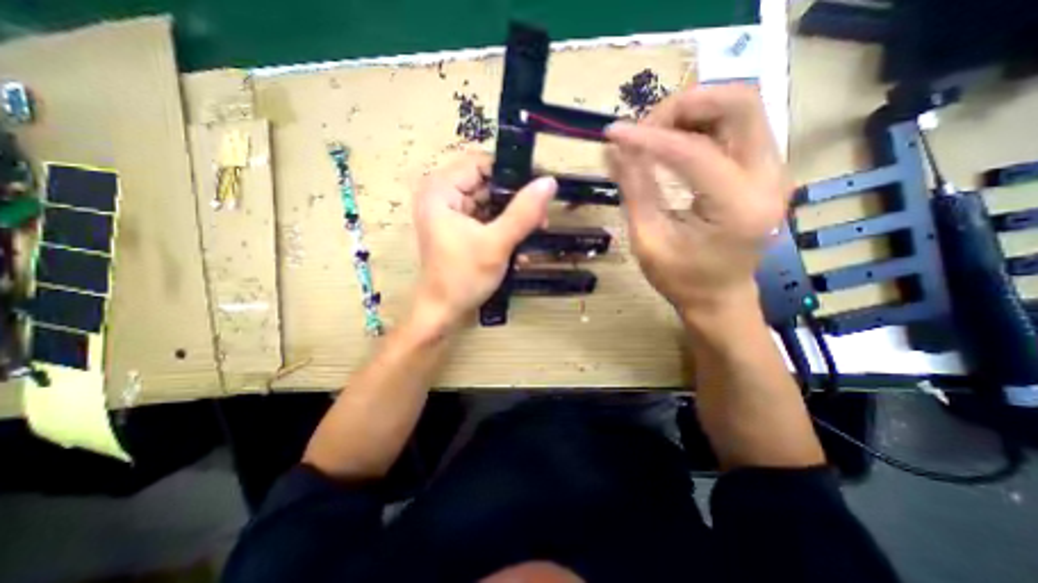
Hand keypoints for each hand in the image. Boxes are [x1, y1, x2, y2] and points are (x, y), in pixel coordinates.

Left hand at [410, 149, 555, 331]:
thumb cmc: (463, 278)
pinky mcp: (459, 227)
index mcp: (441, 190)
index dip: (512, 173)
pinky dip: (503, 228)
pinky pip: (486, 217)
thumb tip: (549, 182)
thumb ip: (523, 212)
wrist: (442, 311)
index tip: (539, 188)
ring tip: (536, 231)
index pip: (482, 163)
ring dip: (513, 216)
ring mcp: (450, 212)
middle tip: (541, 217)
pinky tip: (519, 244)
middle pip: (487, 183)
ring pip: (489, 201)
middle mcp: (442, 195)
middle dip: (515, 200)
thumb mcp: (496, 243)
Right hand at [605, 84, 791, 324]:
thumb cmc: (681, 279)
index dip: (648, 138)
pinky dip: (702, 122)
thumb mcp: (648, 240)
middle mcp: (769, 179)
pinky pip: (738, 125)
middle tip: (645, 128)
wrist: (719, 297)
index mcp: (738, 207)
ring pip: (741, 106)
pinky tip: (674, 142)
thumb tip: (613, 150)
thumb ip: (634, 190)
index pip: (693, 151)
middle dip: (684, 106)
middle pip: (740, 103)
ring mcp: (773, 170)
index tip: (613, 134)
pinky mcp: (765, 169)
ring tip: (655, 135)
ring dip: (693, 110)